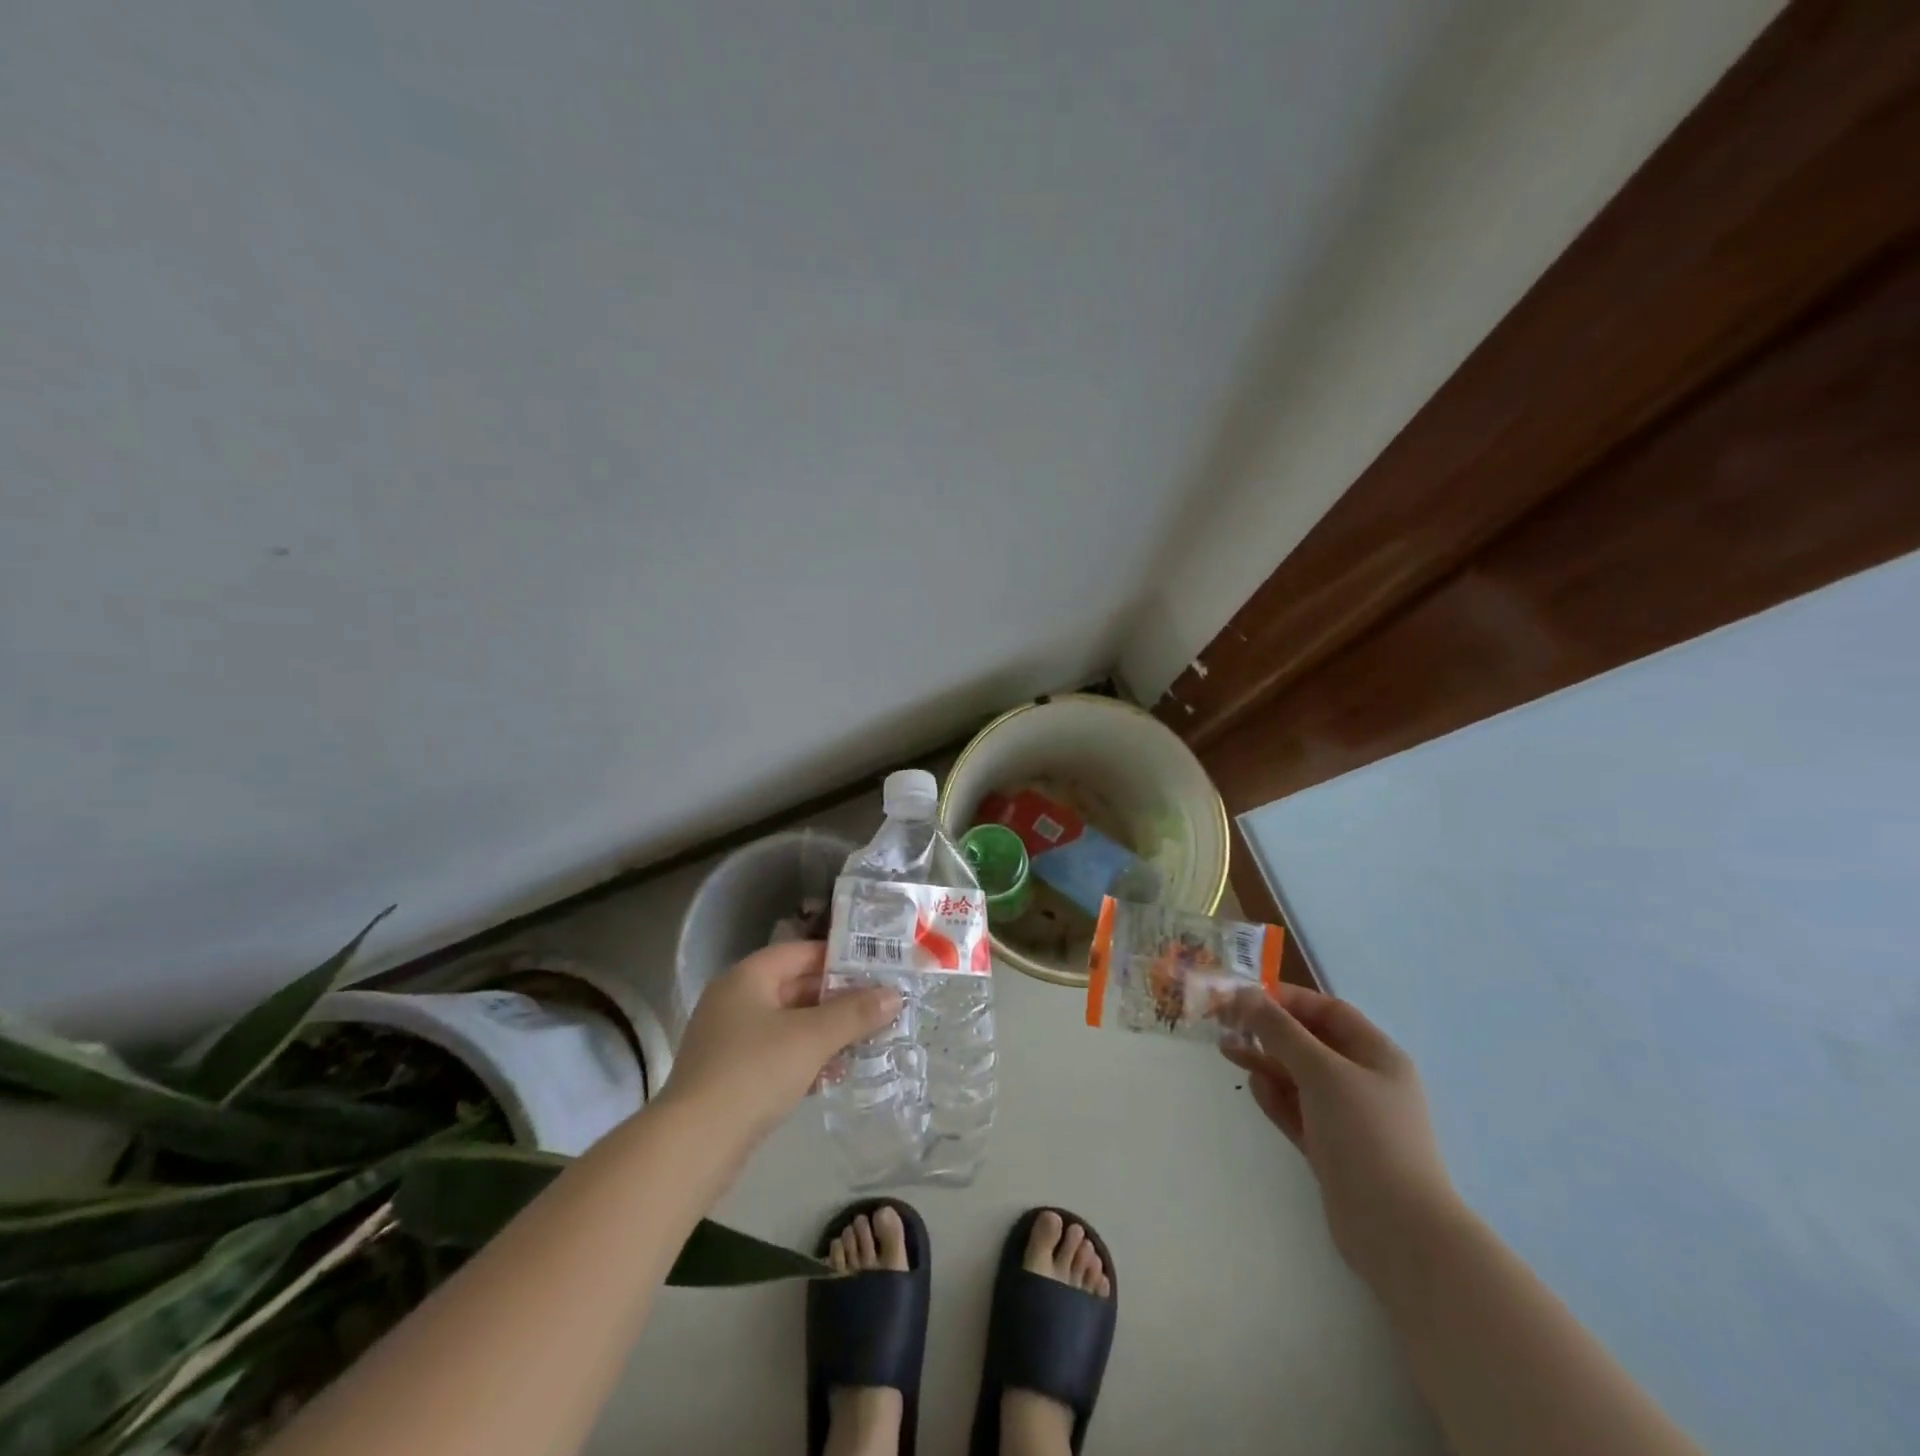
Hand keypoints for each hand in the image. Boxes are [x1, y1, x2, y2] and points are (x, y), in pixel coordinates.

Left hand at [660, 941, 899, 1145]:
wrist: (693, 1145)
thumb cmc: (754, 1072)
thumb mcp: (812, 1037)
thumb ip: (855, 1013)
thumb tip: (894, 995)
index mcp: (747, 978)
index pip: (800, 953)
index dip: (839, 958)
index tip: (876, 968)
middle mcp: (735, 1002)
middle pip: (795, 988)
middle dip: (838, 999)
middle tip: (879, 1006)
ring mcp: (729, 1041)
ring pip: (789, 1025)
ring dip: (826, 1032)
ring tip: (866, 1042)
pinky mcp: (731, 1077)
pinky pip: (777, 1055)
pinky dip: (806, 1059)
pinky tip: (834, 1075)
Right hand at [1219, 984, 1458, 1277]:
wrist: (1397, 1231)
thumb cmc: (1365, 1134)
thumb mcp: (1321, 1071)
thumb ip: (1280, 1031)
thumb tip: (1244, 994)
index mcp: (1377, 1055)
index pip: (1328, 1011)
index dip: (1288, 999)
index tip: (1246, 997)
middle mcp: (1365, 1081)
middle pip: (1311, 1043)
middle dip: (1269, 1031)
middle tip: (1226, 1024)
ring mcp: (1348, 1117)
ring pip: (1299, 1077)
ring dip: (1265, 1061)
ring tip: (1227, 1051)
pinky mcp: (1332, 1148)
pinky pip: (1298, 1110)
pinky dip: (1276, 1096)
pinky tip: (1254, 1087)